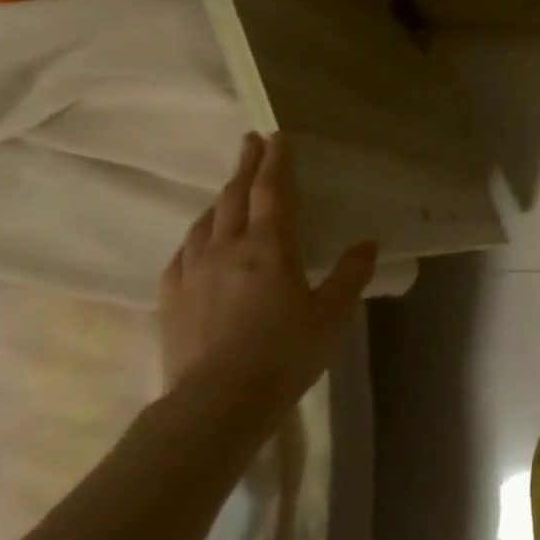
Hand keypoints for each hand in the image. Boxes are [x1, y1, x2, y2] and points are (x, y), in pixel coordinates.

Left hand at [158, 131, 376, 397]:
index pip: (273, 191)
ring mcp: (193, 271)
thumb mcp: (332, 314)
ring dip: (220, 199)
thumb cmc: (285, 354)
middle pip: (234, 196)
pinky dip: (197, 234)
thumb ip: (351, 275)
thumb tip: (368, 244)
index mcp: (270, 246)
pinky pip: (184, 252)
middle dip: (245, 166)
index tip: (276, 136)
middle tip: (251, 143)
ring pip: (205, 221)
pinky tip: (200, 241)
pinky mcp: (171, 298)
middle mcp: (227, 247)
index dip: (277, 161)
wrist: (217, 403)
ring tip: (229, 191)